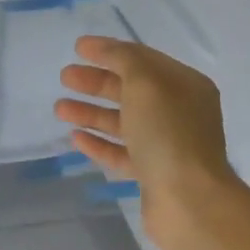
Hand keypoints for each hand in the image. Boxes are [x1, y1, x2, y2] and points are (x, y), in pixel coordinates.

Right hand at [55, 36, 242, 249]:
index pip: (143, 60)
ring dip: (92, 113)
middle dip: (97, 82)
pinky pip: (122, 153)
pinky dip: (99, 143)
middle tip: (64, 77)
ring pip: (124, 123)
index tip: (77, 48)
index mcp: (185, 85)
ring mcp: (167, 146)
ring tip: (60, 109)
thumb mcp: (146, 83)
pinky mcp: (153, 175)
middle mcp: (179, 113)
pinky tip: (76, 138)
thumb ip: (124, 60)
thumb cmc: (168, 134)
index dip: (110, 51)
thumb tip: (106, 49)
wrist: (189, 201)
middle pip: (132, 90)